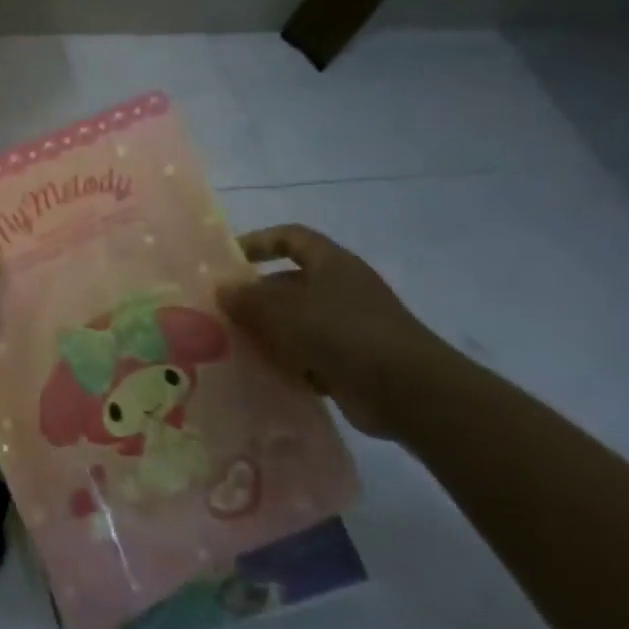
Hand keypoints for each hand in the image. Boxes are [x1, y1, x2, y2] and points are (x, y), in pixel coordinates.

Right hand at [218, 225, 455, 438]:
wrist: (407, 391)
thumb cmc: (341, 333)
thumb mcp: (283, 309)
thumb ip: (247, 297)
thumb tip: (221, 287)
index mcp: (331, 263)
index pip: (290, 237)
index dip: (258, 243)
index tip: (227, 261)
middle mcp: (341, 288)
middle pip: (289, 283)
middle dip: (255, 297)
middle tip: (222, 314)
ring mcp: (349, 326)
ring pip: (296, 321)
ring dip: (268, 333)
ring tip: (235, 346)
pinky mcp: (352, 360)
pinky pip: (310, 354)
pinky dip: (289, 362)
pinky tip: (265, 374)